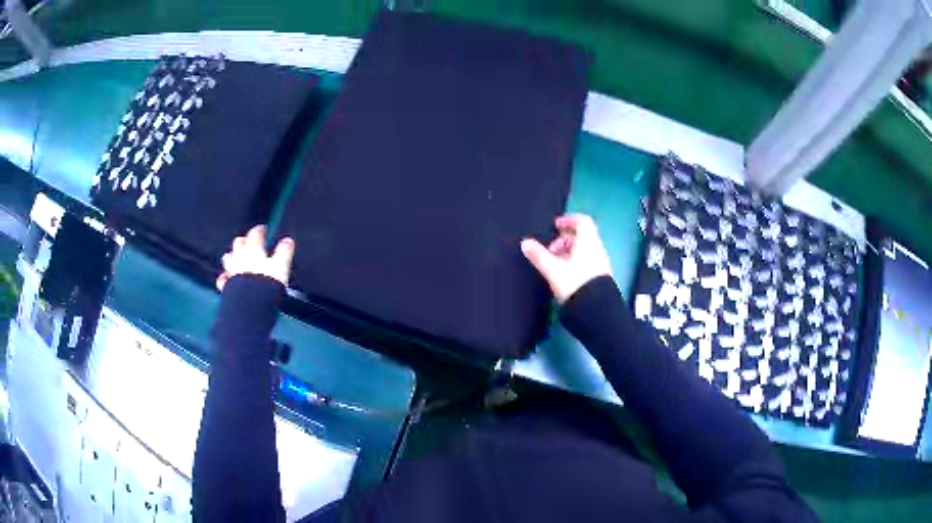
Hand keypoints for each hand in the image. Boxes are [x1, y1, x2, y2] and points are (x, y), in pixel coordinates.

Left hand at [216, 225, 294, 290]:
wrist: (251, 304)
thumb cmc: (267, 283)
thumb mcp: (281, 265)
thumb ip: (284, 252)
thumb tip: (288, 241)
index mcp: (253, 250)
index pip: (255, 234)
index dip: (259, 230)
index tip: (262, 229)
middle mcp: (240, 257)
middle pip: (238, 243)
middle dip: (243, 241)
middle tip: (249, 243)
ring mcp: (232, 271)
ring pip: (228, 258)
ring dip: (232, 256)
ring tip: (237, 258)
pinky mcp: (227, 286)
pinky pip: (223, 279)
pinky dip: (225, 277)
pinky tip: (228, 279)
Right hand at [521, 214, 612, 303]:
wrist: (596, 311)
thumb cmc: (575, 284)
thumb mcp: (553, 269)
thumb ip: (539, 255)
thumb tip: (525, 243)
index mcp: (588, 242)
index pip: (582, 221)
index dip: (568, 220)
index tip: (556, 225)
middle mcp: (597, 249)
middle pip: (582, 236)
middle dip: (564, 240)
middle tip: (550, 250)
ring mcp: (601, 263)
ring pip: (584, 250)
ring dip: (569, 252)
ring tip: (554, 264)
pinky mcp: (600, 277)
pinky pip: (587, 261)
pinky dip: (575, 262)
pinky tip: (564, 275)